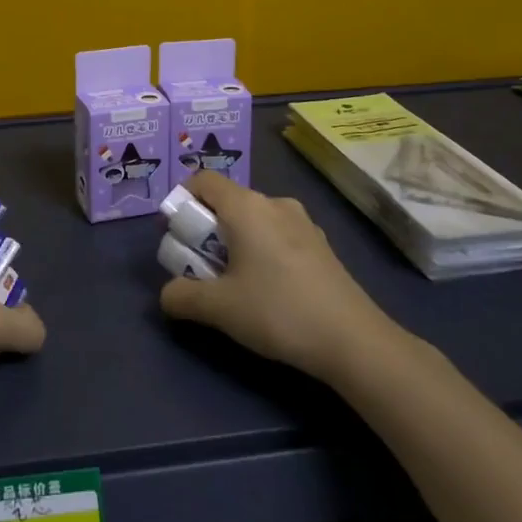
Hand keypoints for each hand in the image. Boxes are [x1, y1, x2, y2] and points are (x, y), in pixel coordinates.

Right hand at [160, 172, 394, 381]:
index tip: (176, 235)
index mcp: (246, 206)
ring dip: (235, 241)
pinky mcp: (321, 244)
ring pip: (254, 219)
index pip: (203, 180)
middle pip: (228, 201)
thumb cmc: (278, 311)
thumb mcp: (219, 308)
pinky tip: (269, 289)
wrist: (354, 341)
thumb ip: (182, 296)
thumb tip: (167, 295)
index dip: (181, 200)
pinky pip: (278, 234)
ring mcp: (303, 222)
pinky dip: (262, 250)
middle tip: (200, 265)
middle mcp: (274, 203)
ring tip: (234, 282)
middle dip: (206, 228)